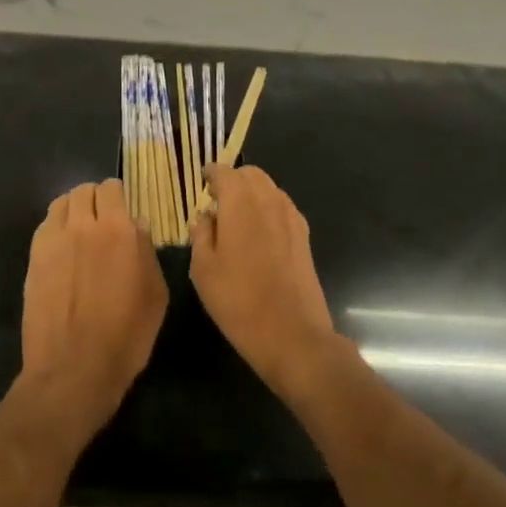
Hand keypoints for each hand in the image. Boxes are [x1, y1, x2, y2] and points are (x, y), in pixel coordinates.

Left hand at [17, 180, 167, 448]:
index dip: (118, 196)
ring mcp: (54, 240)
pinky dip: (56, 227)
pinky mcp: (34, 257)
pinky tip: (63, 249)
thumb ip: (146, 252)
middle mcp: (84, 225)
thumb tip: (137, 227)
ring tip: (80, 230)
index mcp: (119, 230)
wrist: (73, 368)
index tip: (123, 210)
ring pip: (62, 203)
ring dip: (74, 209)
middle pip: (84, 190)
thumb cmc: (125, 336)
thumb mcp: (155, 295)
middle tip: (103, 219)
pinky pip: (46, 225)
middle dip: (96, 199)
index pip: (113, 188)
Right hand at [191, 165, 340, 397]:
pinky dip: (267, 209)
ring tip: (236, 220)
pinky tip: (258, 237)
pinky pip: (282, 208)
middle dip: (233, 180)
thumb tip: (205, 216)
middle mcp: (270, 200)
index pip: (224, 172)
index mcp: (241, 202)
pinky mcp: (304, 236)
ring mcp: (292, 217)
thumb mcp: (203, 269)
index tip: (201, 185)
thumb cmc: (239, 301)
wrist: (292, 335)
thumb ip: (201, 234)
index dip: (211, 175)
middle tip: (216, 202)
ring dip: (252, 194)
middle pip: (251, 174)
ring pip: (269, 188)